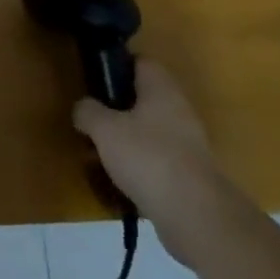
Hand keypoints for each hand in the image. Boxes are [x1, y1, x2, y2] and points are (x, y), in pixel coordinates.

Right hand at [73, 62, 239, 267]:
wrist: (196, 216)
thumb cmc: (148, 157)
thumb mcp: (104, 129)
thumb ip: (88, 112)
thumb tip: (83, 108)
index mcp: (161, 88)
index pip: (140, 61)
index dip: (117, 65)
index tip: (96, 79)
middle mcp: (179, 110)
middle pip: (144, 98)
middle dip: (118, 109)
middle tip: (93, 120)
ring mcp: (189, 144)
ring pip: (150, 131)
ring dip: (127, 140)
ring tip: (101, 155)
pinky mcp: (191, 175)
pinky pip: (158, 161)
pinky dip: (140, 167)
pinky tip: (120, 181)